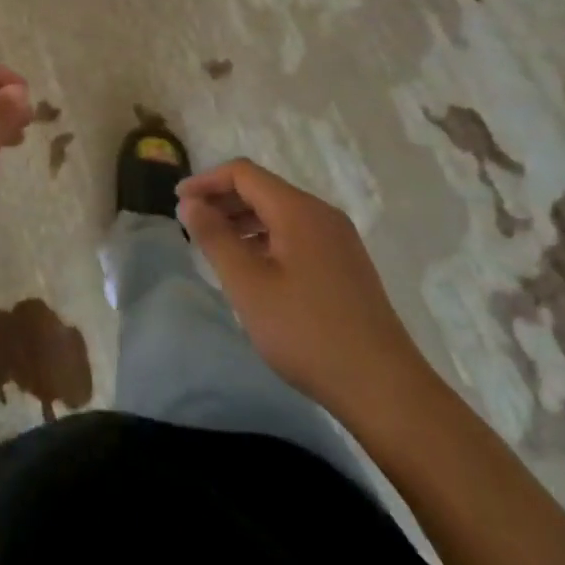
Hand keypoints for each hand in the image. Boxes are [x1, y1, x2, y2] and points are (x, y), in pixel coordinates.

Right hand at [177, 159, 429, 420]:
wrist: (385, 390)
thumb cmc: (307, 332)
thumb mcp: (248, 285)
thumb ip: (214, 237)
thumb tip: (190, 203)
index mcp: (298, 210)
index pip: (243, 173)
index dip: (206, 181)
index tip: (178, 202)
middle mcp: (321, 214)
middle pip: (262, 190)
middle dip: (223, 201)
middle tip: (192, 225)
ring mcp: (339, 240)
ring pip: (280, 213)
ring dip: (244, 221)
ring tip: (216, 247)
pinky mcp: (346, 265)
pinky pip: (297, 235)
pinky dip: (267, 239)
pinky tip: (254, 269)